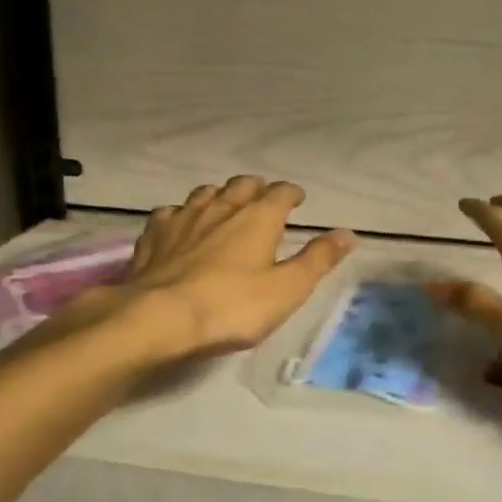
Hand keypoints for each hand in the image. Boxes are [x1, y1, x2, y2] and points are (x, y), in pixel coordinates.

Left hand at [74, 176, 354, 360]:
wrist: (158, 318)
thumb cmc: (231, 306)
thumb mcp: (287, 289)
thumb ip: (318, 259)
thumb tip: (347, 233)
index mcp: (259, 217)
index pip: (281, 192)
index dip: (292, 193)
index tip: (297, 199)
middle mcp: (222, 207)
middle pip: (242, 184)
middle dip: (256, 188)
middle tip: (263, 200)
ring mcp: (184, 217)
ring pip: (206, 193)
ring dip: (219, 196)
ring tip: (224, 209)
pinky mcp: (154, 235)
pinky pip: (171, 213)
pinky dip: (181, 215)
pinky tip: (180, 227)